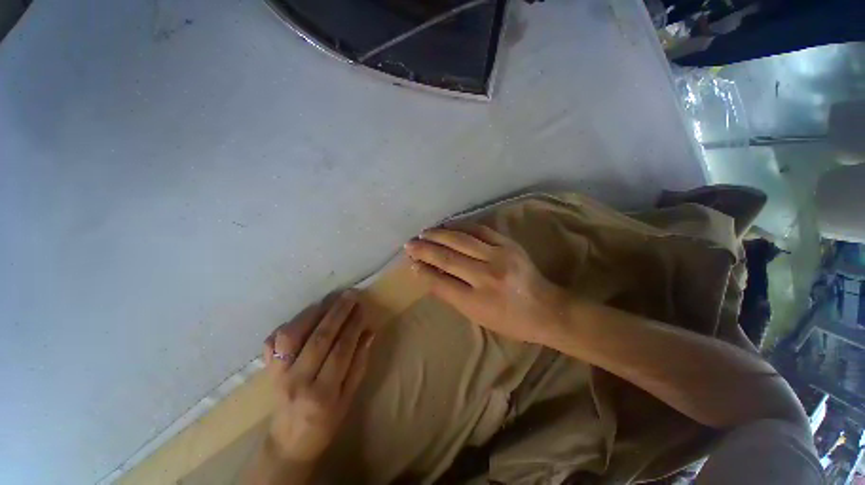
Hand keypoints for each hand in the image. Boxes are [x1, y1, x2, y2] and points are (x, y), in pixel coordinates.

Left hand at [262, 290, 374, 464]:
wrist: (289, 443)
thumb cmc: (326, 422)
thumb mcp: (349, 398)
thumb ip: (359, 363)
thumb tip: (368, 332)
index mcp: (322, 393)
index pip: (341, 349)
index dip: (353, 325)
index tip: (362, 307)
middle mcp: (297, 381)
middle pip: (318, 338)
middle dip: (337, 312)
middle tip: (350, 294)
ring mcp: (278, 375)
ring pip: (291, 335)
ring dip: (312, 313)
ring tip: (329, 299)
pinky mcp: (267, 370)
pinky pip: (273, 341)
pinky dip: (288, 324)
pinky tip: (305, 315)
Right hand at [404, 223, 568, 343]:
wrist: (547, 309)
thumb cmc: (509, 320)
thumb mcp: (477, 316)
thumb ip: (452, 295)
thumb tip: (428, 274)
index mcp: (477, 301)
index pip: (441, 283)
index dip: (423, 271)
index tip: (411, 263)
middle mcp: (486, 276)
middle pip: (448, 257)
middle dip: (425, 249)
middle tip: (410, 244)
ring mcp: (499, 256)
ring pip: (461, 240)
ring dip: (439, 234)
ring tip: (425, 233)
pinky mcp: (508, 244)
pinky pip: (479, 230)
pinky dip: (460, 226)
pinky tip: (448, 226)